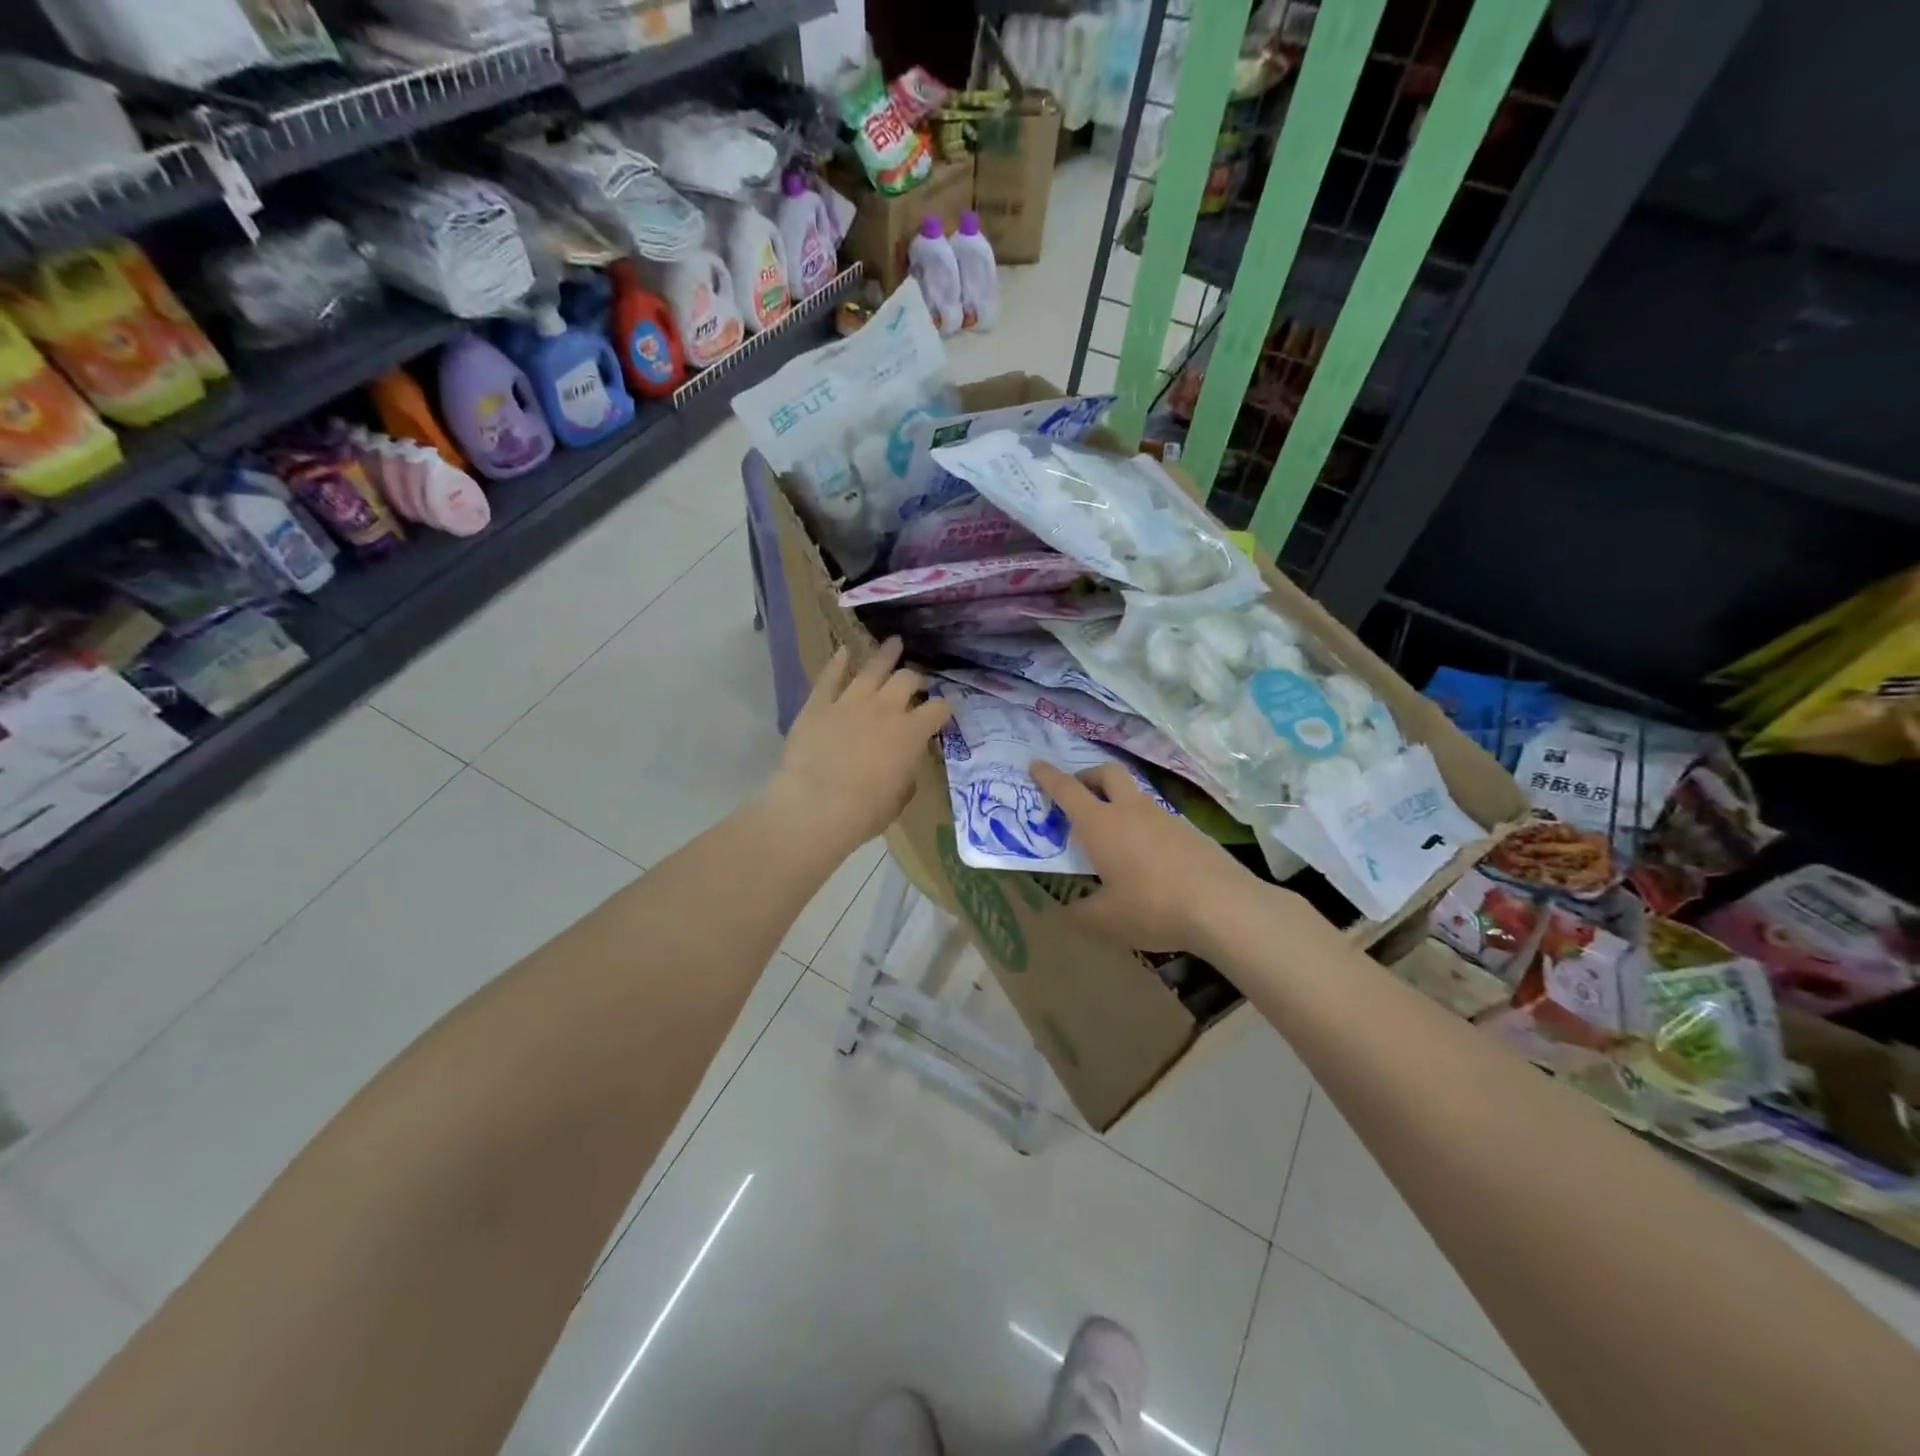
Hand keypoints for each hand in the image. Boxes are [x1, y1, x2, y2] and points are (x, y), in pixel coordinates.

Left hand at [767, 638, 952, 857]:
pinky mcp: (819, 703)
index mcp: (912, 734)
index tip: (944, 708)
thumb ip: (906, 775)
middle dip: (915, 679)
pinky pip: (831, 675)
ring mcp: (850, 701)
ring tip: (894, 643)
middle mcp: (886, 709)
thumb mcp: (898, 798)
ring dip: (885, 654)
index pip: (938, 709)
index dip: (944, 707)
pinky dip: (839, 661)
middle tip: (915, 682)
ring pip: (873, 668)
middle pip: (907, 679)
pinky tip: (844, 651)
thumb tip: (904, 766)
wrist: (815, 807)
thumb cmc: (864, 812)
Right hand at [1030, 761, 1262, 952]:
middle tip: (1079, 796)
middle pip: (1107, 773)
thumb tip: (1065, 911)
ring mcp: (1164, 817)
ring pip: (1135, 794)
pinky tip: (1146, 857)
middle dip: (1088, 776)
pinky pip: (1157, 817)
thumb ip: (1079, 914)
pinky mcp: (1190, 831)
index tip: (1036, 764)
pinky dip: (1143, 825)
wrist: (1223, 906)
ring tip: (1112, 835)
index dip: (1048, 776)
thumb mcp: (1105, 920)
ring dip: (1118, 802)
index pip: (1067, 790)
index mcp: (1101, 824)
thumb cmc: (1152, 907)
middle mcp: (1131, 810)